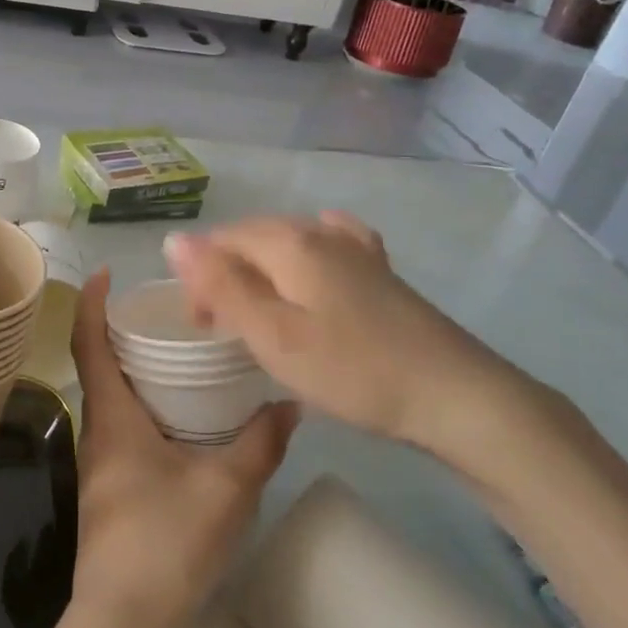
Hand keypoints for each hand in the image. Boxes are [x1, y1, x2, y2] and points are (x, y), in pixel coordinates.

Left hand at [68, 269, 296, 627]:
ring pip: (113, 399)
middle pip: (99, 366)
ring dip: (136, 370)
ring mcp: (102, 463)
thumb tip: (289, 404)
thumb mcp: (225, 490)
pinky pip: (125, 427)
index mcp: (112, 417)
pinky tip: (184, 417)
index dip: (90, 303)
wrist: (122, 626)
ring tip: (180, 353)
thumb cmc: (165, 544)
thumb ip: (259, 444)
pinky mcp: (113, 489)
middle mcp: (98, 432)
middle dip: (122, 331)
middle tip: (166, 310)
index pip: (88, 344)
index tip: (105, 272)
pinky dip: (146, 405)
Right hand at [163, 213, 536, 462]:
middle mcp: (321, 232)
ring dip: (263, 271)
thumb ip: (222, 286)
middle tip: (222, 329)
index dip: (200, 275)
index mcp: (290, 242)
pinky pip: (329, 247)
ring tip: (260, 312)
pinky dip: (306, 259)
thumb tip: (174, 240)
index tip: (200, 325)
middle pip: (255, 238)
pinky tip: (314, 269)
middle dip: (228, 273)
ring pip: (289, 243)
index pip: (224, 240)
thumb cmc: (353, 369)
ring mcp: (356, 249)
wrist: (454, 394)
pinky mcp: (380, 271)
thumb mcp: (273, 335)